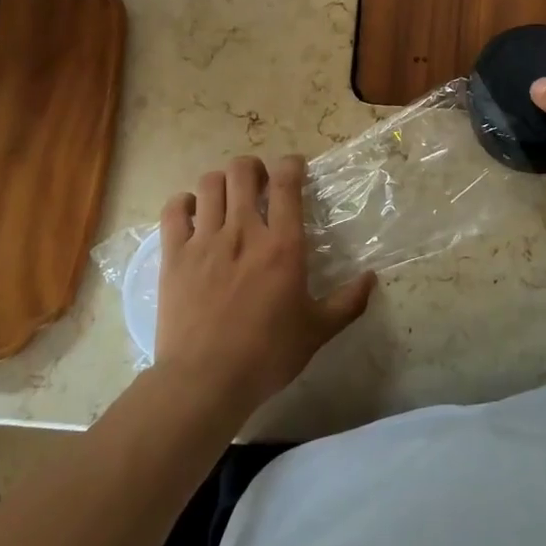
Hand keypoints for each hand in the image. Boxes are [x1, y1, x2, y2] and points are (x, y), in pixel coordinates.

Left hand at [155, 154, 374, 416]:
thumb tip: (372, 278)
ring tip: (226, 198)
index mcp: (282, 245)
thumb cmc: (267, 356)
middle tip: (258, 183)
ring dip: (221, 182)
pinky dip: (183, 203)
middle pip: (242, 170)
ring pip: (209, 183)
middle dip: (253, 167)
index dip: (291, 164)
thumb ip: (347, 303)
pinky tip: (192, 214)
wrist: (205, 381)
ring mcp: (205, 240)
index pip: (287, 182)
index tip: (294, 168)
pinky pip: (174, 209)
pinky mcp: (174, 255)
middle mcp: (243, 231)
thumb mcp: (316, 332)